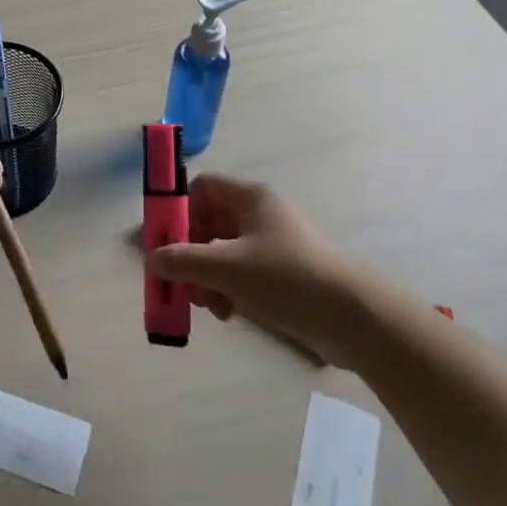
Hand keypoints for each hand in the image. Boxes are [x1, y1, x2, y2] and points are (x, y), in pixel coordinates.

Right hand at [144, 174, 381, 367]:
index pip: (201, 187)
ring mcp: (273, 245)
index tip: (163, 240)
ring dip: (206, 276)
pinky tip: (227, 312)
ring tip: (207, 304)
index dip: (178, 209)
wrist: (354, 318)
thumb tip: (152, 258)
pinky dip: (228, 289)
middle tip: (178, 280)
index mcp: (250, 198)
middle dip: (189, 253)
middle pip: (208, 223)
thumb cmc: (286, 279)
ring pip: (222, 252)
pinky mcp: (283, 274)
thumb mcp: (225, 268)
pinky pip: (242, 273)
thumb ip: (182, 260)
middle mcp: (260, 215)